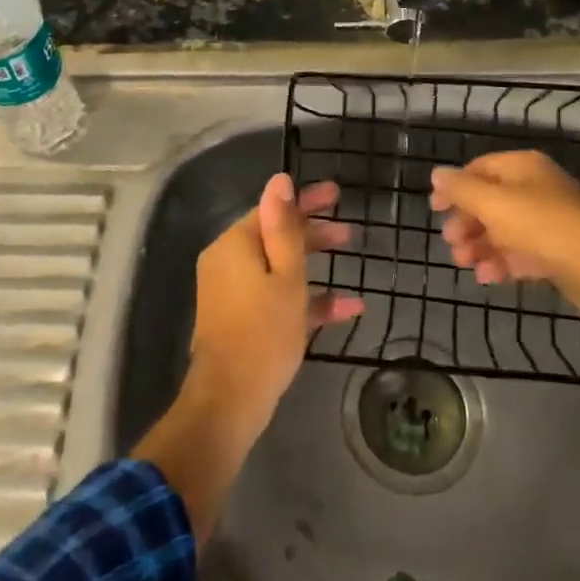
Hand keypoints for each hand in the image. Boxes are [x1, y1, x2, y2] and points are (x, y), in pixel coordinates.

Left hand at [187, 174, 364, 436]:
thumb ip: (285, 228)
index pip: (273, 210)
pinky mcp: (241, 318)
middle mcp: (229, 261)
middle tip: (349, 230)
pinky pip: (275, 296)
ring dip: (314, 263)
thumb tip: (280, 180)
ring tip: (351, 256)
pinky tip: (347, 307)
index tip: (336, 194)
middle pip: (275, 236)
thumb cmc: (264, 331)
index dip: (306, 201)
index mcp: (235, 244)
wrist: (230, 400)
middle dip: (314, 232)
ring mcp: (234, 291)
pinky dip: (305, 298)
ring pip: (278, 266)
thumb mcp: (286, 276)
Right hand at [430, 151, 579, 313]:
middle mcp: (536, 188)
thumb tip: (437, 174)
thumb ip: (462, 189)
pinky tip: (487, 277)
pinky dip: (503, 262)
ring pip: (505, 229)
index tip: (434, 209)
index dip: (454, 186)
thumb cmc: (542, 226)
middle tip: (450, 242)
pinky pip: (522, 252)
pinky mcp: (558, 251)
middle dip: (467, 221)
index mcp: (523, 167)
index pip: (479, 168)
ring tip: (464, 264)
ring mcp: (549, 220)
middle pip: (491, 200)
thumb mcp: (494, 204)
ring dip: (481, 245)